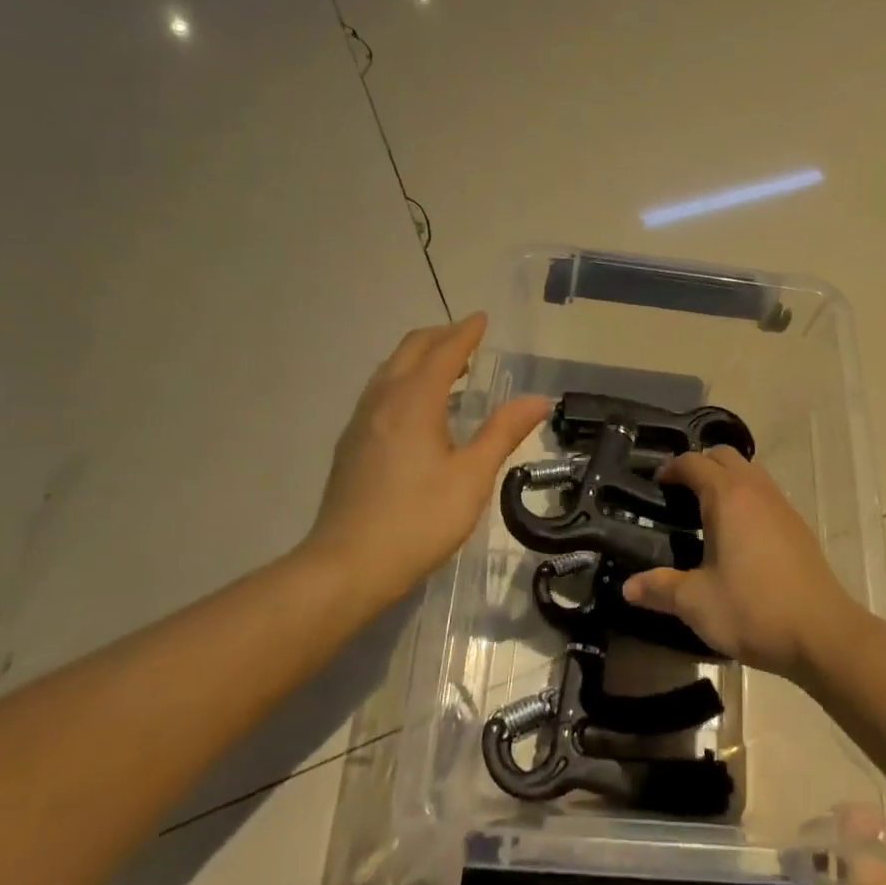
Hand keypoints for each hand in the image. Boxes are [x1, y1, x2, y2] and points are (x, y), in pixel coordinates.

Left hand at [302, 314, 547, 607]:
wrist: (347, 565)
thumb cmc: (419, 520)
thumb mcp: (472, 476)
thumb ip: (503, 432)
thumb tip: (538, 400)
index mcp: (414, 402)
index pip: (443, 352)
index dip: (465, 333)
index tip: (482, 318)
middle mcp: (383, 400)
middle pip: (410, 351)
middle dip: (440, 337)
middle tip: (467, 338)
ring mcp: (361, 421)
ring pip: (390, 370)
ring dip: (419, 357)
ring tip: (447, 368)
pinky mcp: (351, 443)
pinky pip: (380, 391)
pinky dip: (404, 379)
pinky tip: (417, 406)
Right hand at [623, 446, 859, 679]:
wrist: (822, 632)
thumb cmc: (753, 609)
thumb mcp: (697, 602)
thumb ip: (660, 588)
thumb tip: (628, 587)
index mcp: (727, 497)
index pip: (694, 463)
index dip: (671, 468)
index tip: (656, 484)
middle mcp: (755, 490)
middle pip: (724, 456)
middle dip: (699, 465)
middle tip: (678, 493)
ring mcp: (782, 505)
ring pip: (749, 472)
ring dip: (726, 479)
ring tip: (706, 510)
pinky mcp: (797, 525)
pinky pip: (765, 493)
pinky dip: (746, 497)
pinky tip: (738, 533)